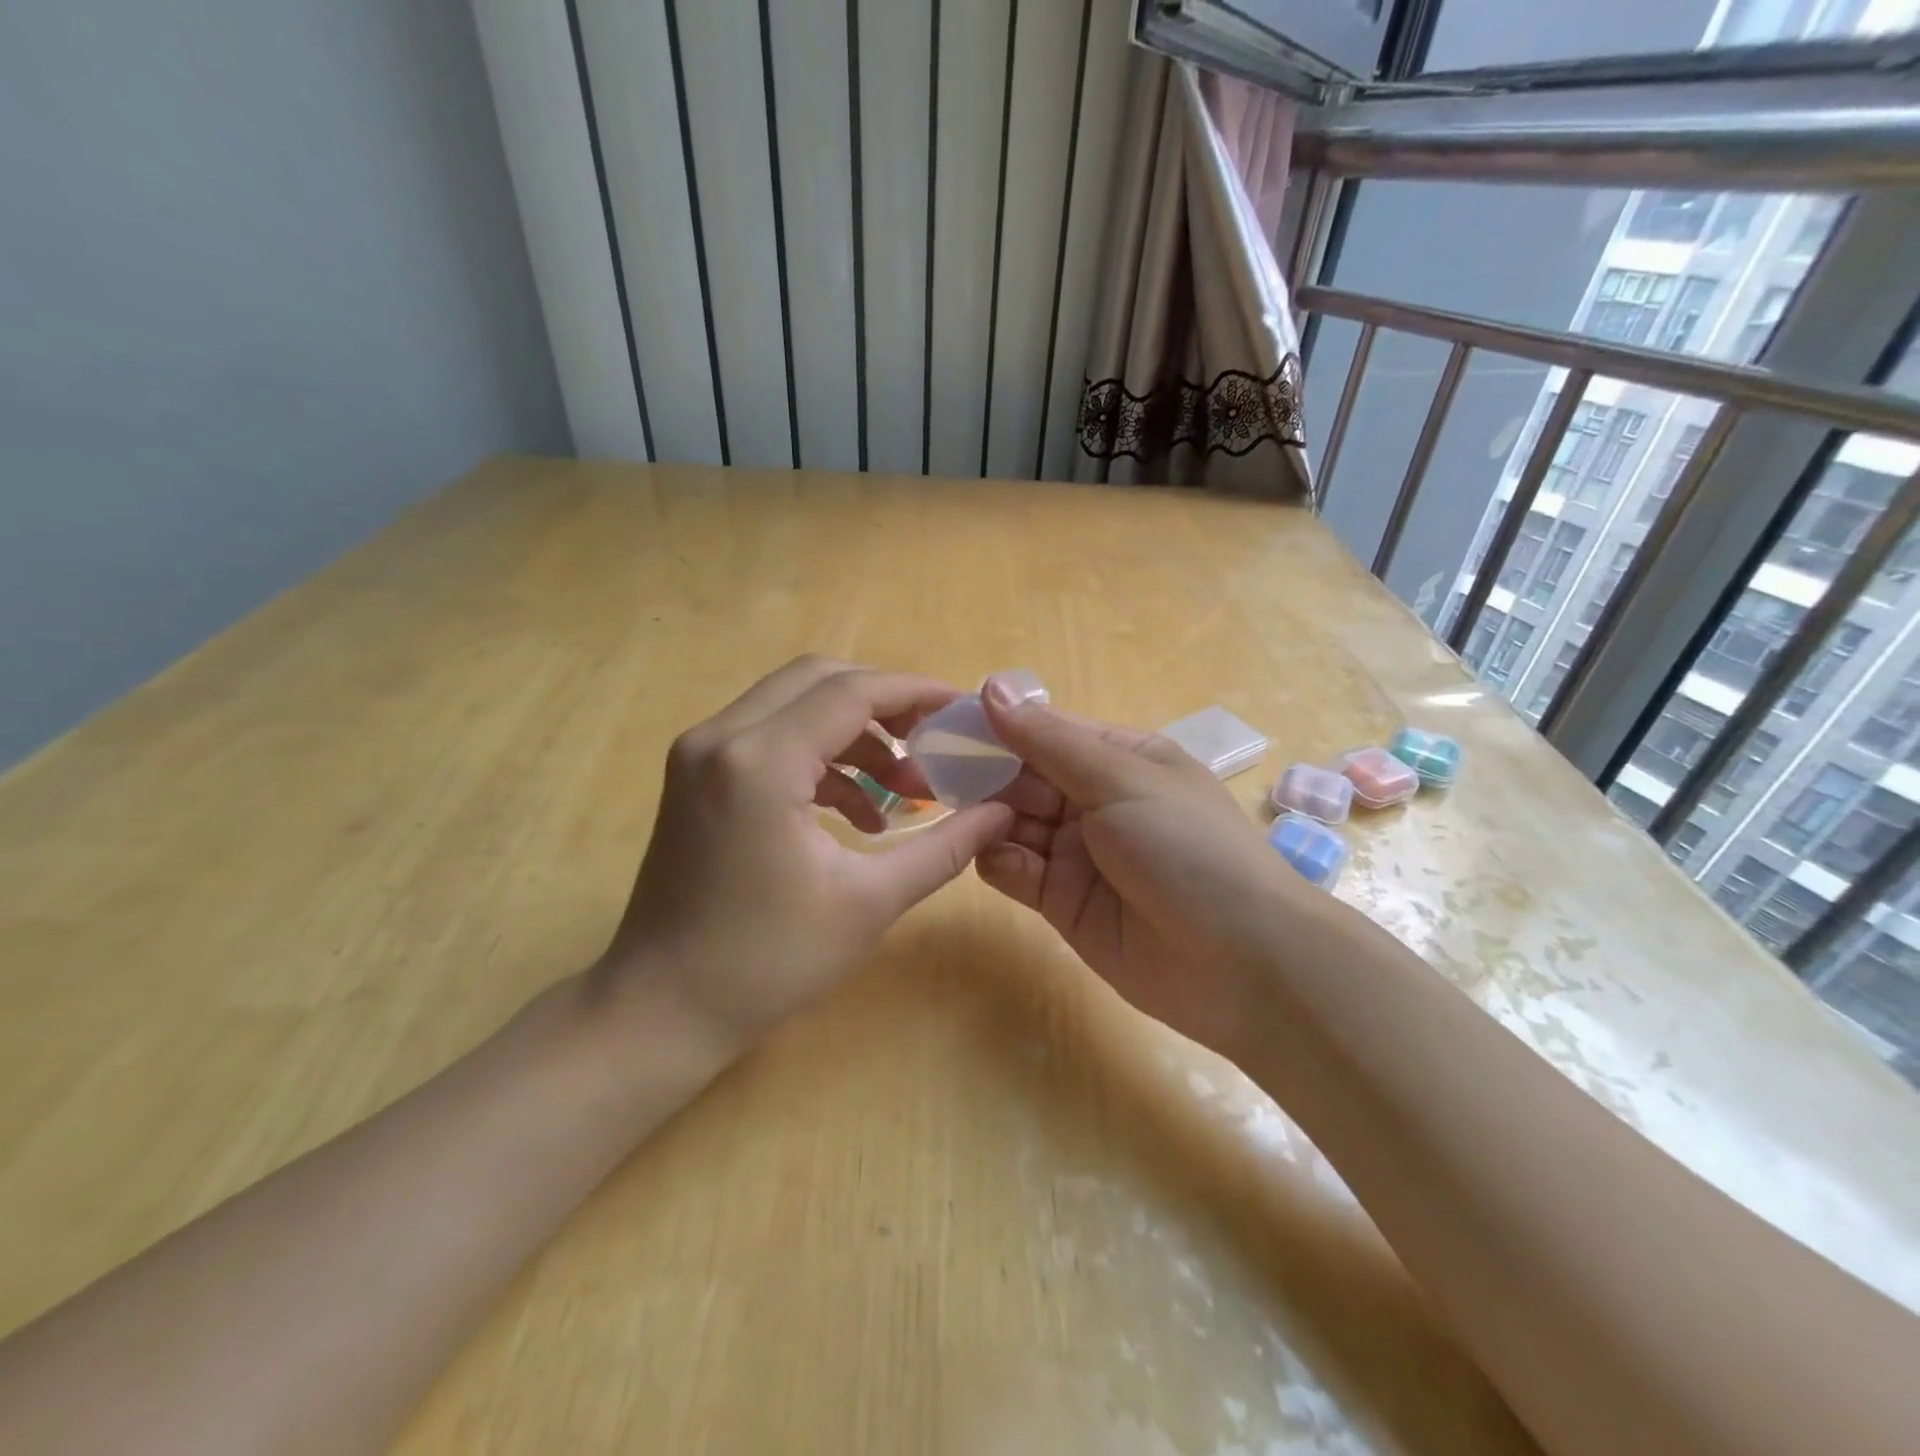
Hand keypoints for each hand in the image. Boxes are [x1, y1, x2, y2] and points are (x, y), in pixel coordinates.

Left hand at [599, 657, 1014, 1051]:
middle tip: (933, 740)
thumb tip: (1003, 811)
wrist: (662, 1007)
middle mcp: (721, 737)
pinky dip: (820, 755)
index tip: (962, 709)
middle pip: (819, 679)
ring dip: (854, 733)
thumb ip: (943, 847)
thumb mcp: (869, 902)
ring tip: (903, 788)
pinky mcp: (695, 774)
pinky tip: (857, 811)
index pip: (851, 692)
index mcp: (760, 761)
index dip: (915, 692)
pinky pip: (770, 736)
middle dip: (885, 703)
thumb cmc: (768, 961)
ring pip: (793, 703)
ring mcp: (700, 753)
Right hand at [976, 678, 1302, 1059]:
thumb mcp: (1121, 780)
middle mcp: (1094, 801)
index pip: (1044, 732)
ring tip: (963, 819)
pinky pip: (1016, 872)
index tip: (942, 724)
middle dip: (982, 776)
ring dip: (987, 819)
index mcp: (1119, 759)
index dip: (996, 728)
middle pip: (1022, 778)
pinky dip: (1000, 863)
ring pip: (1012, 824)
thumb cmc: (1187, 848)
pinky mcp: (1062, 902)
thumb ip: (1048, 741)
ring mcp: (1077, 854)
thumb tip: (991, 687)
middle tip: (928, 775)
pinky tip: (999, 860)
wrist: (1242, 964)